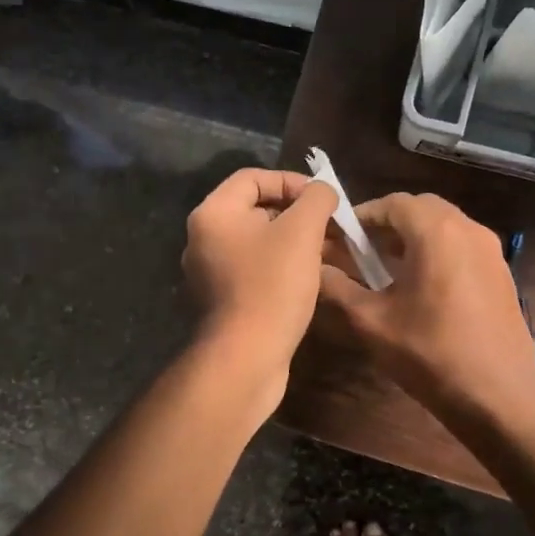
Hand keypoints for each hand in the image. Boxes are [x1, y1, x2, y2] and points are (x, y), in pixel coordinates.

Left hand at [182, 168, 336, 371]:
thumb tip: (322, 190)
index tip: (322, 199)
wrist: (247, 358)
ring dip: (294, 242)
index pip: (253, 177)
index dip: (291, 181)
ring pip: (259, 242)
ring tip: (330, 252)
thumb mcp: (302, 232)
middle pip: (255, 209)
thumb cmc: (272, 285)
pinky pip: (256, 269)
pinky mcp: (224, 300)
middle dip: (297, 214)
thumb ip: (315, 199)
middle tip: (330, 227)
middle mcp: (204, 238)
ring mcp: (211, 272)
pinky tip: (311, 278)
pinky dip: (283, 267)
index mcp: (213, 213)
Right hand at [318, 193, 534, 420]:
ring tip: (388, 268)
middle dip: (389, 223)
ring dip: (414, 237)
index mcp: (436, 232)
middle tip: (363, 250)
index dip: (363, 216)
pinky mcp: (502, 274)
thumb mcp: (372, 322)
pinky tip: (423, 287)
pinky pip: (463, 246)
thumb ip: (338, 288)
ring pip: (445, 226)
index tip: (341, 237)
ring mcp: (491, 251)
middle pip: (421, 209)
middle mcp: (468, 229)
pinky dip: (438, 251)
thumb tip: (314, 269)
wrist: (498, 397)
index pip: (393, 203)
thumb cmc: (430, 354)